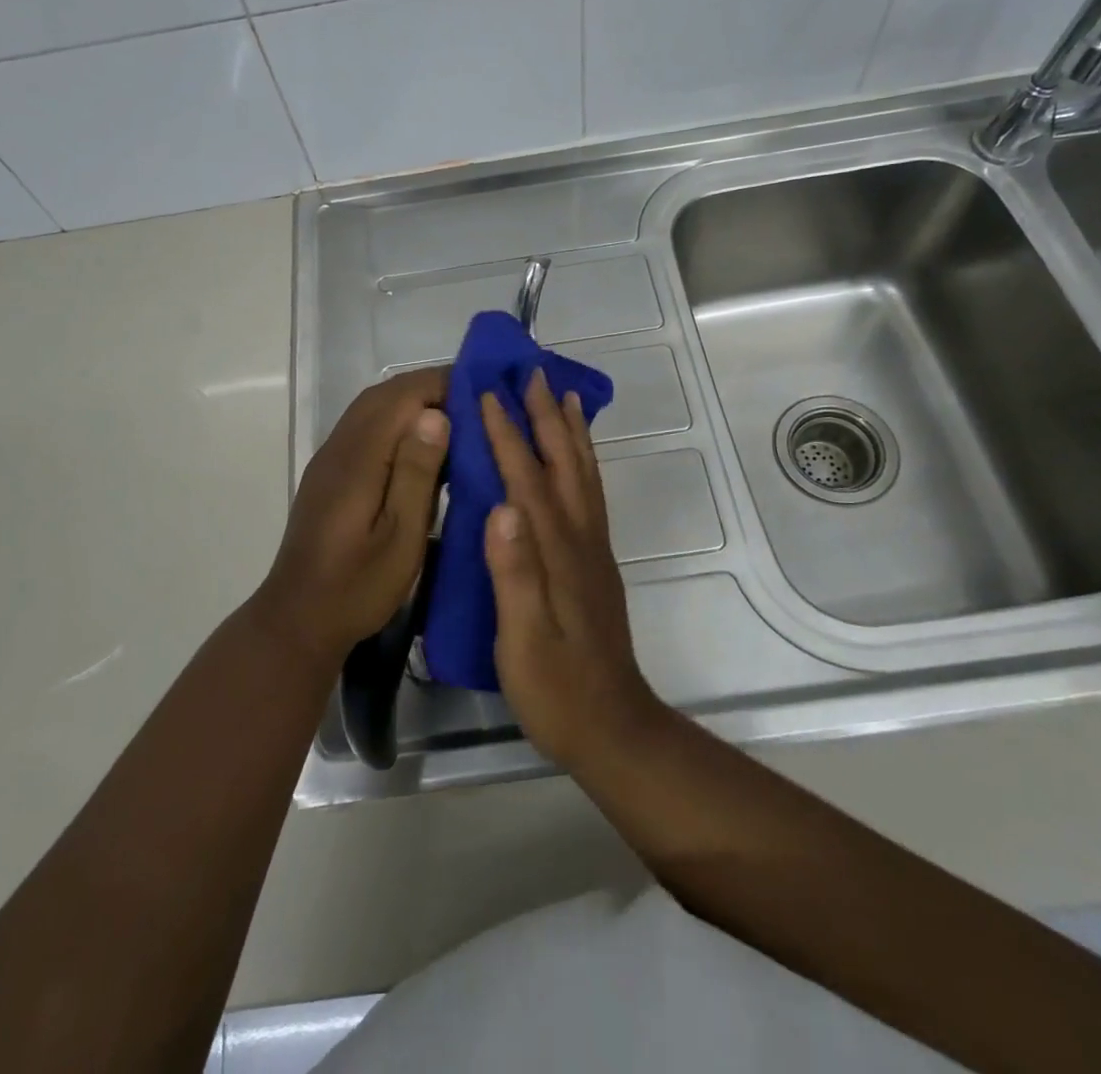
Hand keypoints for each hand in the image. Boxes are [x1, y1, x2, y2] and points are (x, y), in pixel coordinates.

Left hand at [256, 367, 449, 664]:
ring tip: (454, 416)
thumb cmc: (358, 586)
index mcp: (358, 459)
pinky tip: (419, 444)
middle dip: (428, 386)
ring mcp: (329, 459)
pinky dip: (394, 420)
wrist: (298, 618)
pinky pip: (364, 427)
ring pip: (371, 408)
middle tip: (473, 400)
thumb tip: (435, 415)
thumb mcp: (401, 537)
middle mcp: (338, 447)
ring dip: (410, 401)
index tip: (480, 390)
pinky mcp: (328, 474)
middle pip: (383, 395)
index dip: (440, 384)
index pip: (401, 397)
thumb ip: (417, 474)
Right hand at [481, 370, 665, 769]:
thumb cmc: (556, 688)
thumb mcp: (524, 640)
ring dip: (572, 431)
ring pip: (583, 474)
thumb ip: (515, 574)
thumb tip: (500, 508)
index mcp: (556, 551)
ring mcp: (593, 549)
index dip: (507, 434)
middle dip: (546, 415)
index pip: (526, 480)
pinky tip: (575, 458)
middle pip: (563, 464)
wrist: (613, 727)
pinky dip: (583, 462)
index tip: (488, 394)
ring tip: (564, 395)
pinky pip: (589, 494)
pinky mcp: (596, 562)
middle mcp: (580, 538)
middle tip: (533, 373)